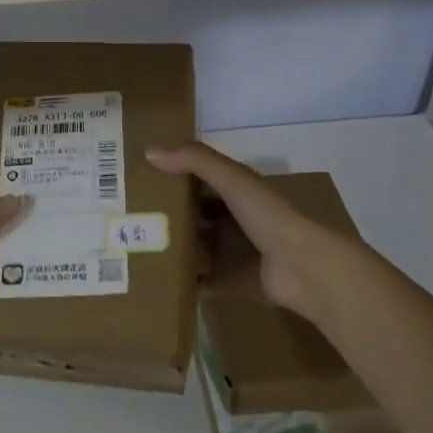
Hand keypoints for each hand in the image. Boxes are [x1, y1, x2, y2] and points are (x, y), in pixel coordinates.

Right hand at [145, 143, 378, 332]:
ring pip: (196, 247)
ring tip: (134, 248)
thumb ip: (195, 161)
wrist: (305, 269)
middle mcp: (234, 219)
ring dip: (173, 247)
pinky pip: (203, 280)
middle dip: (167, 214)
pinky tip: (155, 281)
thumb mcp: (232, 180)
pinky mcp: (233, 281)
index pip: (199, 178)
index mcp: (237, 191)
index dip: (172, 175)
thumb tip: (148, 152)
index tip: (138, 177)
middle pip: (195, 214)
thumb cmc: (269, 217)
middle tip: (128, 216)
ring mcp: (234, 251)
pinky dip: (184, 281)